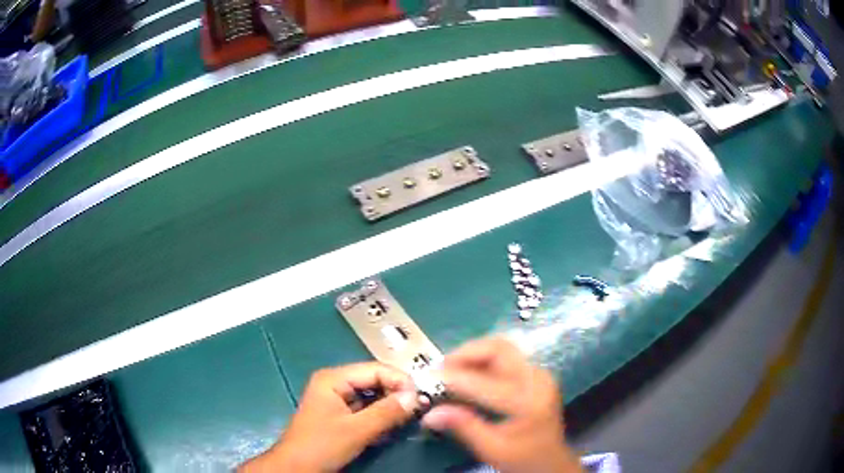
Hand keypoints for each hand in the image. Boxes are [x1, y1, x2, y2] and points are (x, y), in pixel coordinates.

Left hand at [241, 362, 419, 471]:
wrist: (296, 468)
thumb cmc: (321, 445)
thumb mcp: (356, 430)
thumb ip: (386, 412)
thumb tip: (416, 396)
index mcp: (333, 378)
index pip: (375, 369)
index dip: (400, 380)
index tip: (423, 397)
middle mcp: (335, 383)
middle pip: (374, 381)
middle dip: (397, 394)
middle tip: (420, 408)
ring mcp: (337, 400)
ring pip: (373, 396)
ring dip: (391, 407)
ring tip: (410, 417)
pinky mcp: (341, 416)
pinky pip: (367, 410)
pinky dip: (381, 417)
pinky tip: (393, 426)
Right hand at [421, 337, 580, 472]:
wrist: (552, 461)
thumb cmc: (523, 459)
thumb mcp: (491, 449)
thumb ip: (463, 427)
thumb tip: (429, 413)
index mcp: (528, 402)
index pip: (484, 381)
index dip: (453, 378)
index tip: (426, 378)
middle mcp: (537, 379)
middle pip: (499, 348)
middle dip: (465, 354)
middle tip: (439, 369)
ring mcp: (539, 374)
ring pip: (502, 347)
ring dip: (473, 354)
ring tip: (449, 370)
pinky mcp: (536, 374)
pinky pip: (506, 356)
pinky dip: (483, 359)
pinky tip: (468, 374)